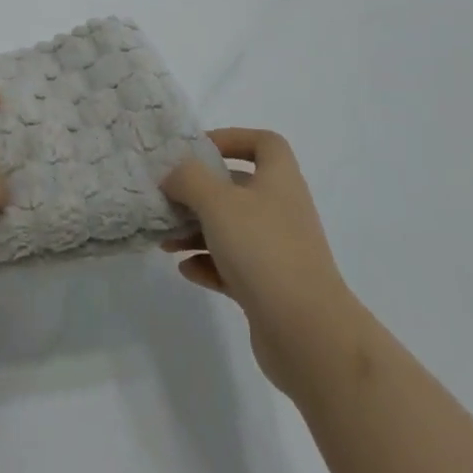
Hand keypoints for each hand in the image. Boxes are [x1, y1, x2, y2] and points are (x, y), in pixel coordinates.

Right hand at [160, 128, 361, 399]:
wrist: (308, 334)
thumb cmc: (263, 251)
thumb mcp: (217, 202)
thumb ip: (189, 179)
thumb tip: (173, 175)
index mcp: (279, 179)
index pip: (264, 143)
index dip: (232, 138)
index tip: (199, 150)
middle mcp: (281, 209)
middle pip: (238, 187)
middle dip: (200, 191)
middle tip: (168, 198)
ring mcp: (277, 251)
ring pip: (231, 229)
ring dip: (197, 230)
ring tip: (165, 240)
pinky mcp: (269, 288)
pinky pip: (233, 266)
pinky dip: (208, 264)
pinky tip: (185, 269)